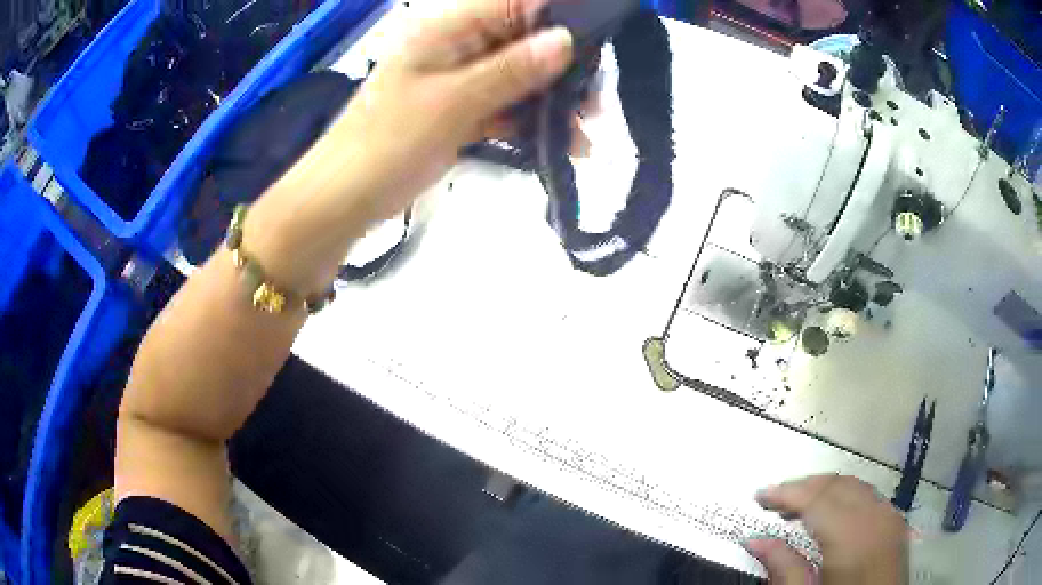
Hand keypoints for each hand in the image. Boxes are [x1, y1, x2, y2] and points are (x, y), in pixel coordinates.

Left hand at [338, 0, 573, 219]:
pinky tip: (559, 145)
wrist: (343, 197)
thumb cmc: (388, 143)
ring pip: (520, 76)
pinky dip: (529, 123)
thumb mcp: (453, 102)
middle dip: (565, 69)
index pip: (517, 3)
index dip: (562, 16)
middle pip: (525, 41)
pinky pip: (505, 105)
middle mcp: (458, 44)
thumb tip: (566, 40)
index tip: (600, 46)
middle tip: (595, 106)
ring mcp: (460, 77)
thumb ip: (510, 70)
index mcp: (449, 28)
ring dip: (552, 102)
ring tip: (583, 137)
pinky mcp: (461, 108)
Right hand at [745, 475, 908, 583]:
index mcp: (852, 537)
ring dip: (824, 490)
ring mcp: (890, 517)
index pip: (816, 498)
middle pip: (836, 484)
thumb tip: (754, 541)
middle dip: (804, 486)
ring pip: (854, 485)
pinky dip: (845, 496)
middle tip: (774, 501)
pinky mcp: (896, 523)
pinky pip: (869, 496)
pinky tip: (832, 514)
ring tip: (798, 507)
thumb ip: (783, 569)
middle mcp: (876, 517)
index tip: (759, 496)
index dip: (785, 493)